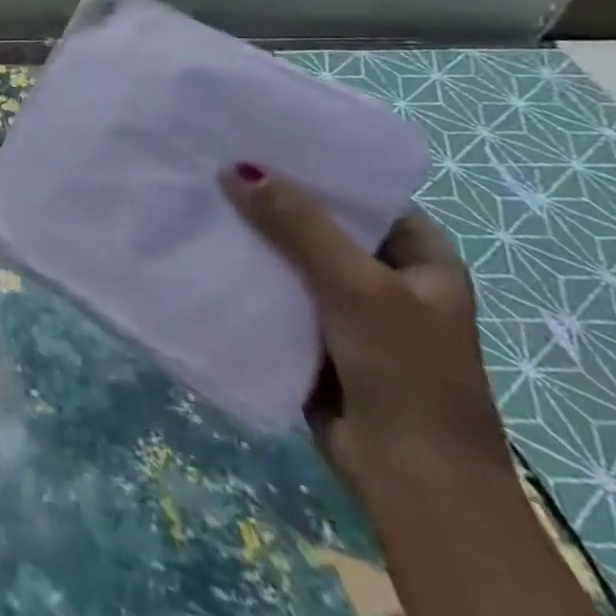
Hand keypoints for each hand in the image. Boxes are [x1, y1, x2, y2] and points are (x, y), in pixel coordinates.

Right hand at [221, 164, 509, 507]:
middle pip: (320, 223)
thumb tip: (235, 168)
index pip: (365, 194)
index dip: (319, 166)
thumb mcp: (357, 286)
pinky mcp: (309, 336)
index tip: (260, 137)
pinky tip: (200, 247)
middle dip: (271, 198)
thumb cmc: (406, 372)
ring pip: (289, 257)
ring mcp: (344, 309)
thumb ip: (298, 224)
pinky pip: (271, 291)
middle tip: (211, 159)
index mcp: (420, 261)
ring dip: (251, 236)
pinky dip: (242, 273)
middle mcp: (383, 278)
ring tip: (195, 194)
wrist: (411, 478)